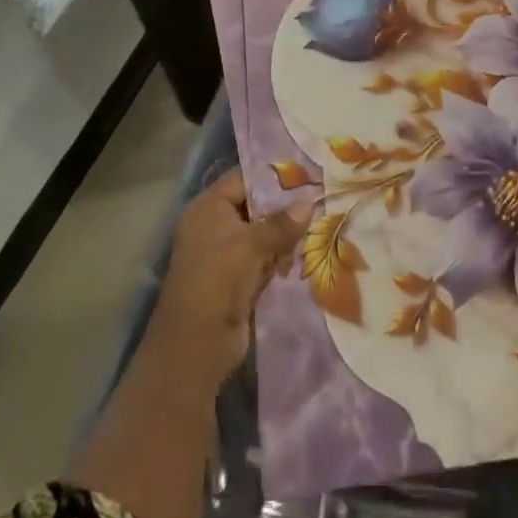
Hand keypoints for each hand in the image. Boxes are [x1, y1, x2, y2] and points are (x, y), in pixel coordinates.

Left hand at [148, 168, 311, 391]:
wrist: (197, 344)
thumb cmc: (219, 279)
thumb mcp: (251, 244)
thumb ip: (281, 222)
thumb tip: (309, 202)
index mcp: (208, 208)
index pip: (243, 179)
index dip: (272, 176)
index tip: (306, 173)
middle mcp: (214, 226)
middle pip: (254, 207)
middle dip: (284, 207)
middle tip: (320, 197)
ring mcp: (224, 254)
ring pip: (261, 234)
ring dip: (285, 235)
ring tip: (320, 223)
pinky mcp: (236, 279)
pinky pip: (262, 259)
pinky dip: (279, 258)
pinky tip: (305, 253)